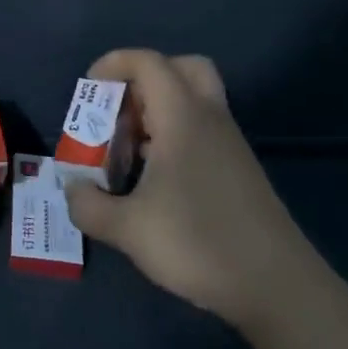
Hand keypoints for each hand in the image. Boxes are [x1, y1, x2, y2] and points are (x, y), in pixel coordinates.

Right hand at [63, 49, 315, 331]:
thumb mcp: (127, 229)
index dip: (113, 64)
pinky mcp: (238, 169)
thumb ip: (88, 205)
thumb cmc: (197, 243)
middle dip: (143, 80)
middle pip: (180, 68)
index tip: (87, 92)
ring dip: (157, 111)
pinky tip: (155, 180)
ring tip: (129, 152)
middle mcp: (209, 118)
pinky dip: (174, 136)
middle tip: (119, 113)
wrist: (276, 286)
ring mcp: (229, 144)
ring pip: (193, 100)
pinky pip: (202, 129)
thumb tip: (71, 188)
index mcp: (183, 117)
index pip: (147, 62)